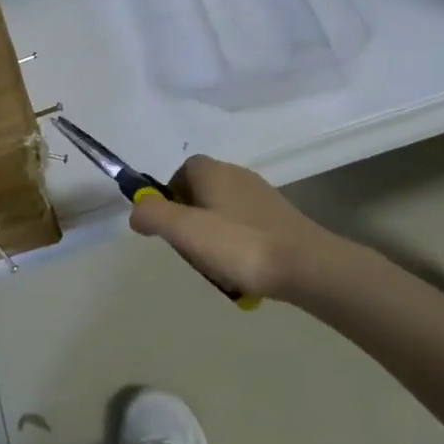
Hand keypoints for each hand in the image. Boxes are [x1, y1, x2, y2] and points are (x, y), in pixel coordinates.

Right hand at [128, 155, 356, 299]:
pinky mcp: (278, 218)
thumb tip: (137, 211)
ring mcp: (261, 196)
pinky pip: (245, 229)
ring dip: (214, 240)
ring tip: (219, 268)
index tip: (171, 230)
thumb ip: (153, 216)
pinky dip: (238, 247)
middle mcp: (236, 174)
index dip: (169, 200)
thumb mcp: (184, 231)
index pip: (180, 174)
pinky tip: (244, 272)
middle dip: (191, 224)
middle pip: (199, 194)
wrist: (306, 265)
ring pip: (221, 214)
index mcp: (212, 171)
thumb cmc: (240, 245)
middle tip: (194, 253)